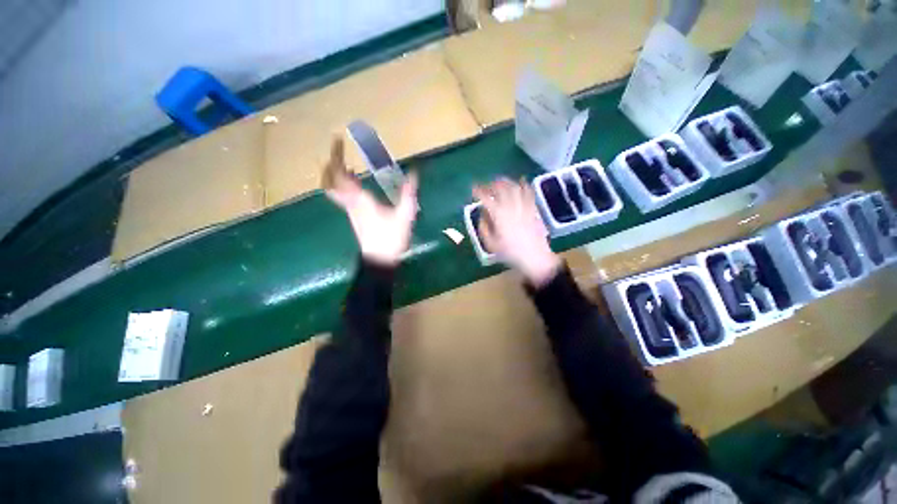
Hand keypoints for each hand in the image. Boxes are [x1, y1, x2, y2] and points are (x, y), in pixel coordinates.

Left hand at [323, 138, 418, 265]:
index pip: (341, 174)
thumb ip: (409, 193)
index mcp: (359, 199)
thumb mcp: (404, 215)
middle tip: (337, 149)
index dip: (336, 155)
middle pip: (330, 180)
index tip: (337, 139)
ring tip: (346, 162)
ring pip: (334, 187)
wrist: (380, 260)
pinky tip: (355, 182)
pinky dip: (344, 183)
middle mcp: (350, 202)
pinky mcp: (354, 215)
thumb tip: (414, 173)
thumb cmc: (390, 238)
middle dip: (331, 163)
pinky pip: (342, 195)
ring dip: (336, 173)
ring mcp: (350, 210)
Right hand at [472, 178, 560, 286]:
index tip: (473, 189)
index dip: (479, 192)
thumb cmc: (510, 253)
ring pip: (515, 188)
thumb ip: (484, 228)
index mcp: (499, 216)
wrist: (534, 257)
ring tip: (500, 181)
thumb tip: (482, 216)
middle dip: (492, 183)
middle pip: (501, 189)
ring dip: (506, 182)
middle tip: (486, 184)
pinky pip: (529, 193)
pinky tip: (521, 182)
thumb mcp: (491, 244)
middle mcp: (511, 207)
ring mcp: (523, 207)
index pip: (487, 199)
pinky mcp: (533, 210)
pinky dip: (524, 185)